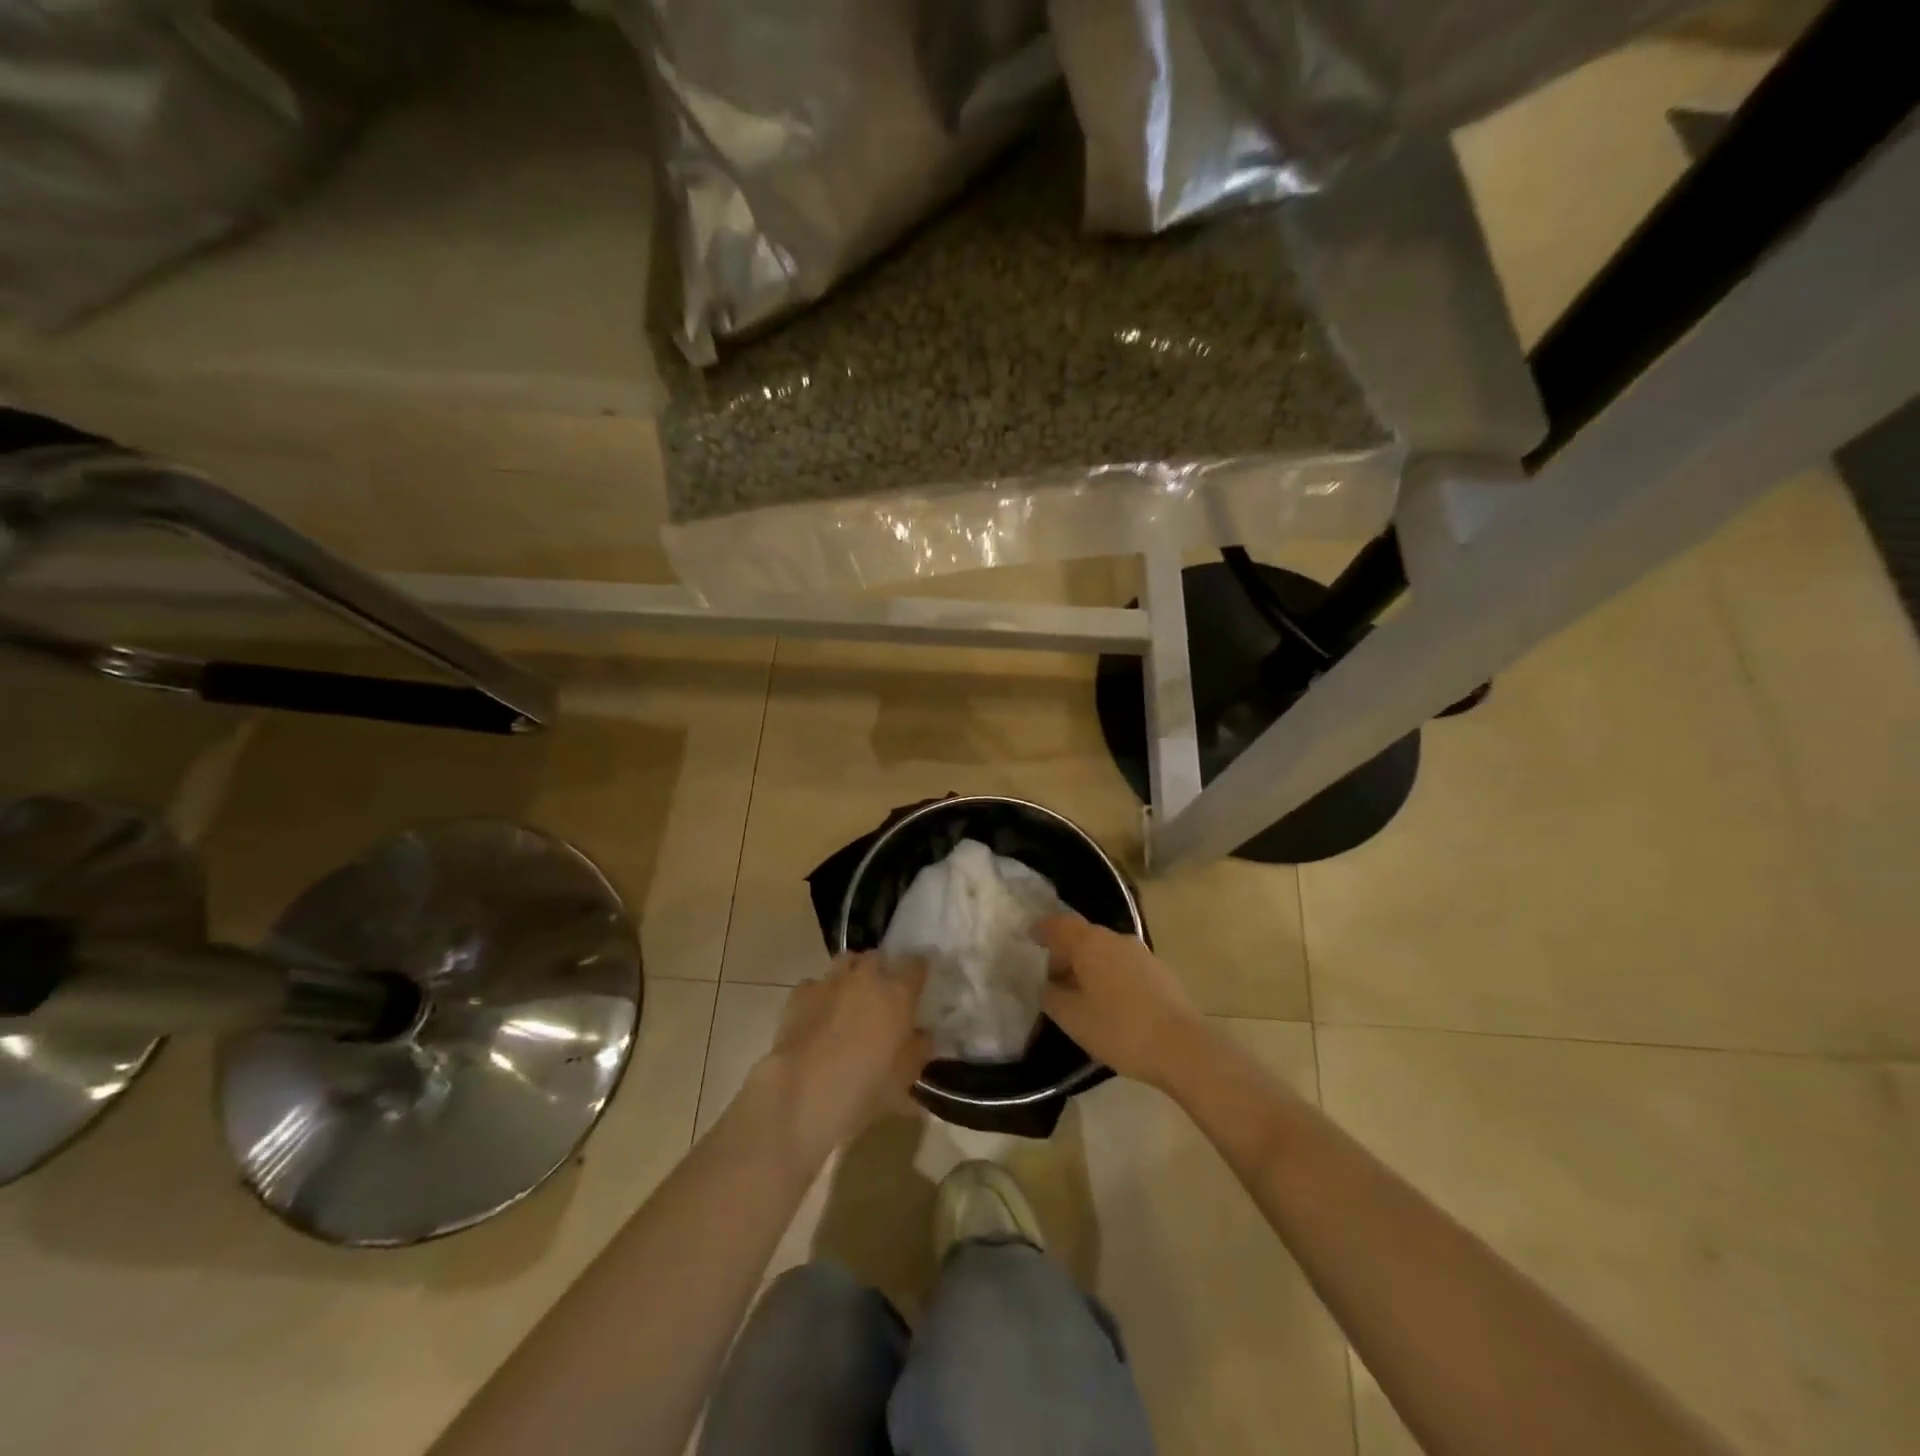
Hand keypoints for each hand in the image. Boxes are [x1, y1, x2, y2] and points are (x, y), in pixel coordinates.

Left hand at [758, 953, 930, 1166]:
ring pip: (846, 961)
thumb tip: (922, 1034)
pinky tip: (819, 1011)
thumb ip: (918, 1048)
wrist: (806, 1090)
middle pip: (878, 957)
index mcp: (898, 993)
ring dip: (852, 972)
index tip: (920, 978)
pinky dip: (821, 992)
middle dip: (882, 968)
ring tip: (851, 993)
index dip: (920, 968)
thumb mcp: (906, 1075)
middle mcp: (866, 977)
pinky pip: (815, 983)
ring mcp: (831, 981)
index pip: (917, 965)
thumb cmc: (867, 1086)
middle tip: (883, 990)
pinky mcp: (801, 993)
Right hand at [1035, 912, 1209, 1088]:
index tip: (1030, 937)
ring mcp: (1142, 954)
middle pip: (1084, 937)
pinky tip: (1108, 1003)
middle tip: (1052, 978)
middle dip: (1065, 953)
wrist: (1183, 1048)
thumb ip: (1052, 997)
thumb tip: (1047, 986)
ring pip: (1105, 951)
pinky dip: (1108, 975)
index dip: (1043, 929)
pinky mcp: (1159, 972)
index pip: (1060, 924)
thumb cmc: (1120, 1029)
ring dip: (1088, 966)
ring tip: (1079, 995)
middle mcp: (1116, 940)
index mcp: (1091, 944)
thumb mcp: (1073, 1018)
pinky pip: (1123, 965)